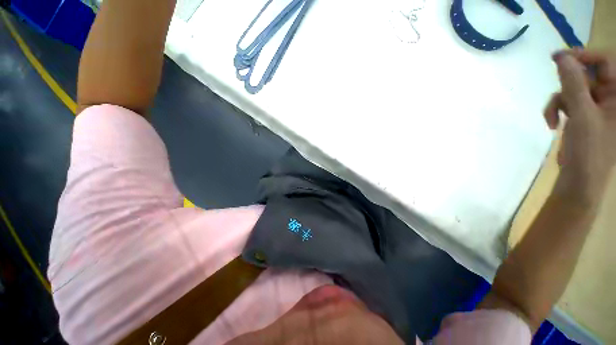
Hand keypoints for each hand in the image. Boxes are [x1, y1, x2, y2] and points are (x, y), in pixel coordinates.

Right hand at [544, 50, 615, 202]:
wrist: (580, 180)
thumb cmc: (590, 150)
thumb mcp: (582, 115)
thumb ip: (573, 83)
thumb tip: (561, 57)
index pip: (606, 61)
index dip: (584, 56)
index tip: (559, 58)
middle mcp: (610, 97)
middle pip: (587, 74)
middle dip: (567, 82)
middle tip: (555, 86)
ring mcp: (596, 107)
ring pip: (573, 89)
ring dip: (558, 101)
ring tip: (552, 119)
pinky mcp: (583, 115)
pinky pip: (566, 103)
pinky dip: (556, 111)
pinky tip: (552, 125)